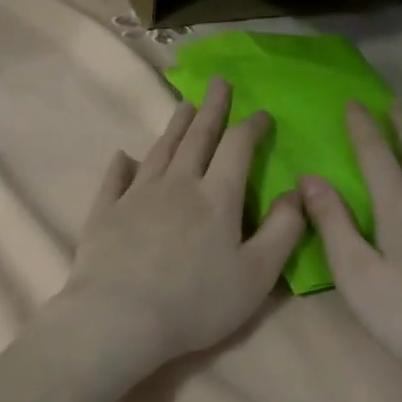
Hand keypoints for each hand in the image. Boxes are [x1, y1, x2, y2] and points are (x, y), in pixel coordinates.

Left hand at [58, 78, 304, 371]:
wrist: (121, 317)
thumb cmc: (197, 302)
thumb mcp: (257, 275)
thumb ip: (282, 231)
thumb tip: (295, 192)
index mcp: (217, 198)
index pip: (238, 148)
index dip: (252, 127)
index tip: (262, 114)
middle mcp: (177, 185)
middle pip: (197, 138)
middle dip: (212, 109)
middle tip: (218, 83)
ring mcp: (136, 196)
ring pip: (159, 151)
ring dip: (174, 127)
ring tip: (184, 106)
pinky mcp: (105, 213)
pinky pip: (115, 180)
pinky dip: (122, 165)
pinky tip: (124, 156)